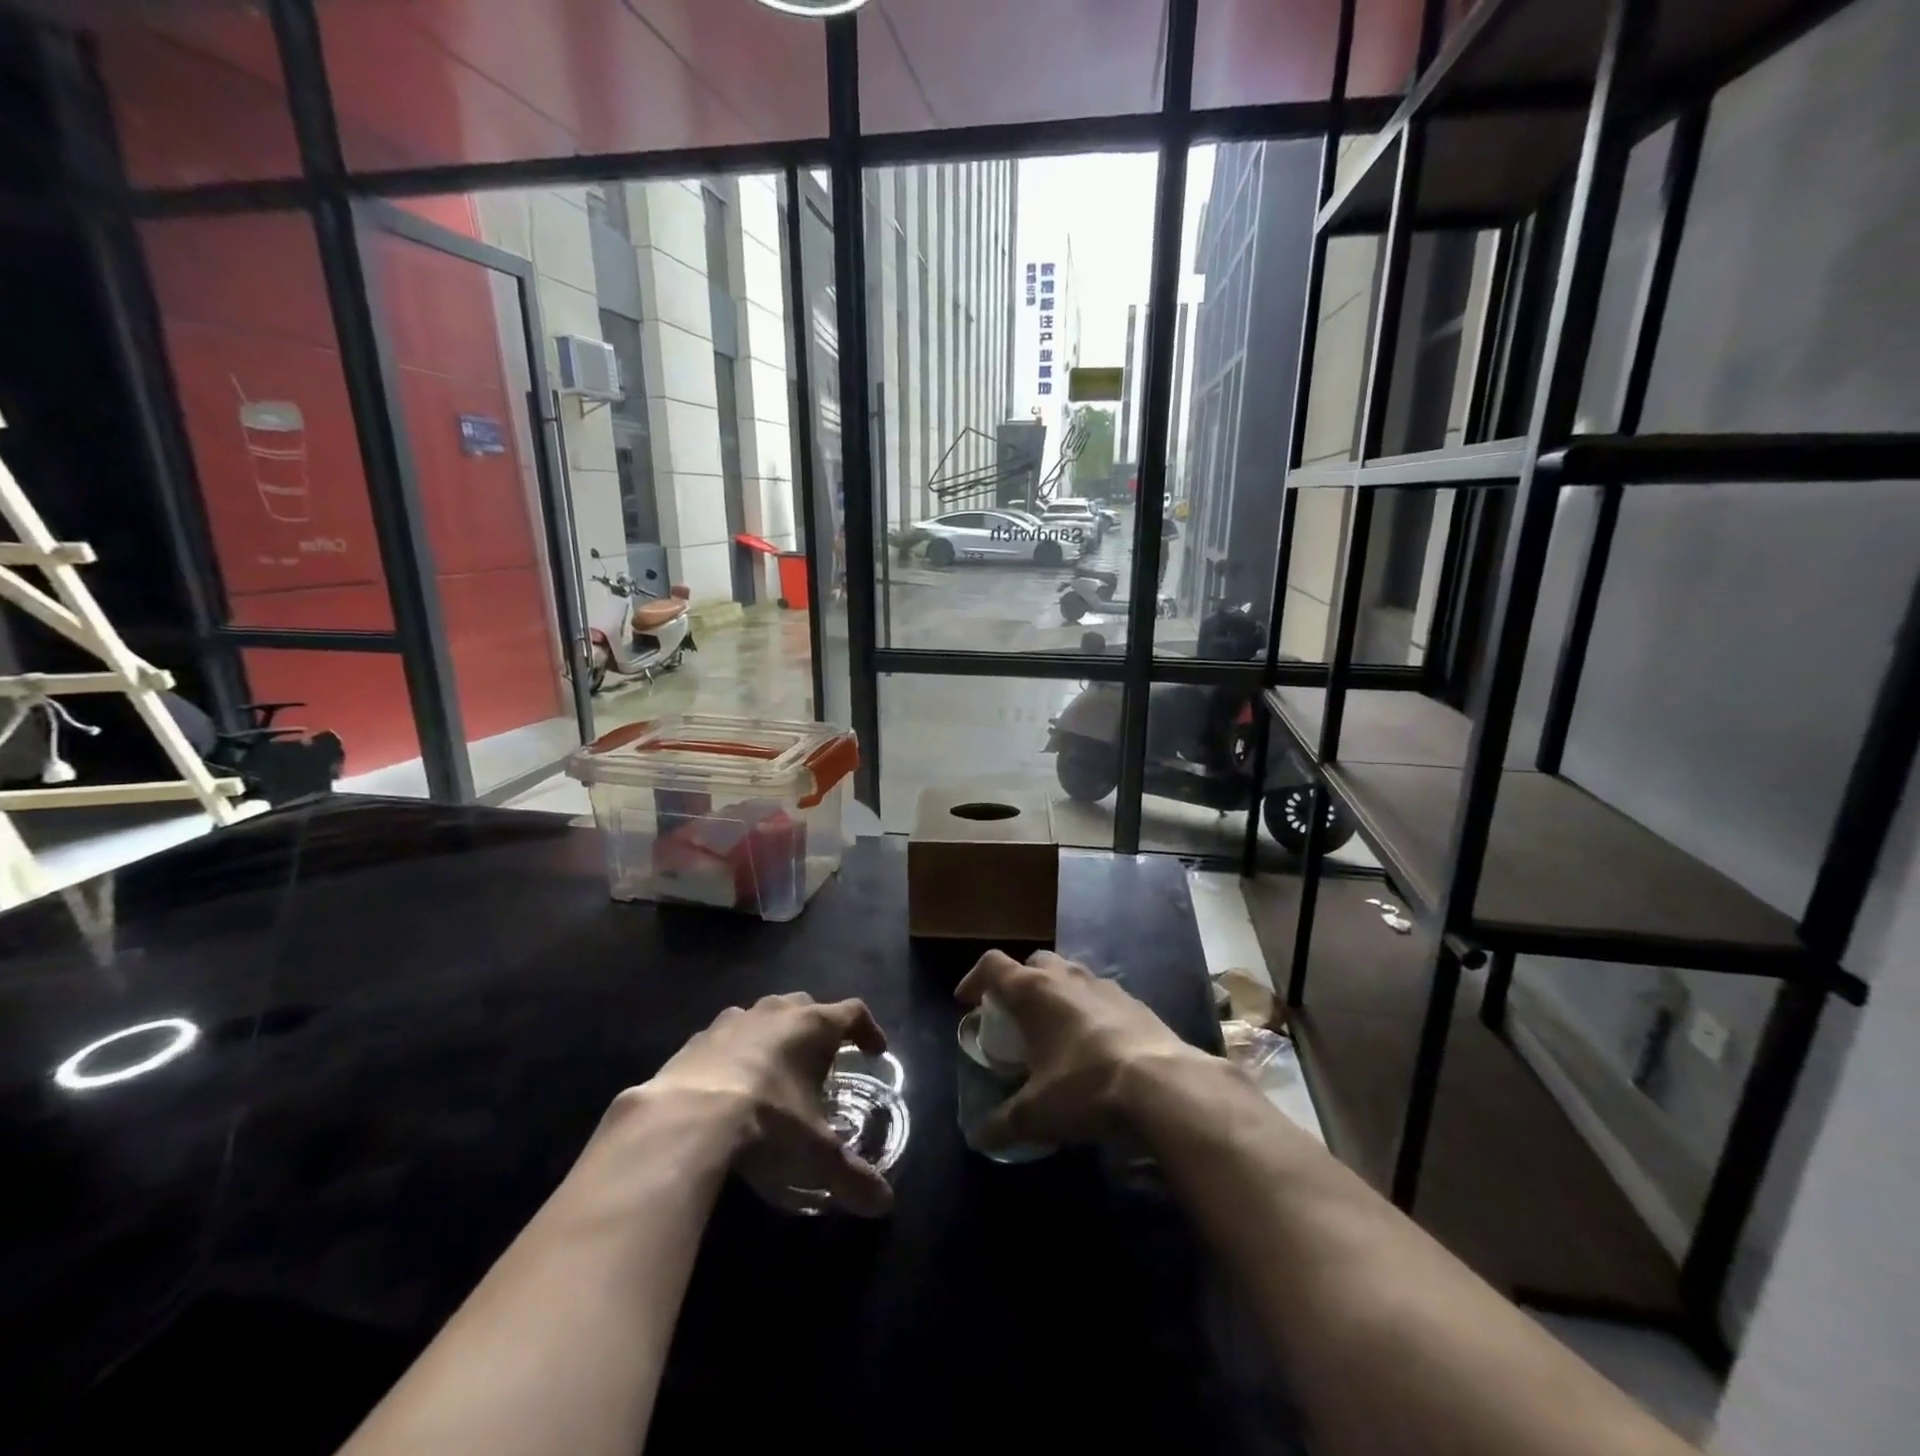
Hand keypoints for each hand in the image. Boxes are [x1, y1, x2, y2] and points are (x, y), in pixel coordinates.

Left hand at [646, 993, 894, 1216]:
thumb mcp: (817, 1156)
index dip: (868, 1030)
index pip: (853, 1013)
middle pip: (807, 1006)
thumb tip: (884, 1204)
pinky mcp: (697, 1038)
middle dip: (818, 1029)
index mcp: (813, 1026)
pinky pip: (725, 1037)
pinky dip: (735, 1052)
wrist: (684, 1119)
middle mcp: (776, 1011)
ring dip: (775, 1036)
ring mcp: (733, 1020)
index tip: (875, 1051)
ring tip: (775, 1071)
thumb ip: (853, 1177)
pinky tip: (729, 1084)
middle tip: (822, 1062)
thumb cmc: (767, 1123)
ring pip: (764, 1016)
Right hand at [955, 950, 1210, 1150]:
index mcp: (1034, 991)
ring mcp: (1104, 985)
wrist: (1162, 1084)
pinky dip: (1088, 1011)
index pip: (993, 965)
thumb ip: (1001, 1123)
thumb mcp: (1035, 1114)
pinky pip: (1100, 996)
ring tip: (1053, 1031)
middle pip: (1034, 962)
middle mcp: (1067, 977)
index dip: (974, 978)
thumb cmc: (1085, 1087)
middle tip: (1013, 1016)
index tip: (966, 1001)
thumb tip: (979, 1136)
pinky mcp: (1135, 1002)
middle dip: (1019, 983)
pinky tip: (1093, 1045)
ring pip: (1070, 975)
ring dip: (1056, 994)